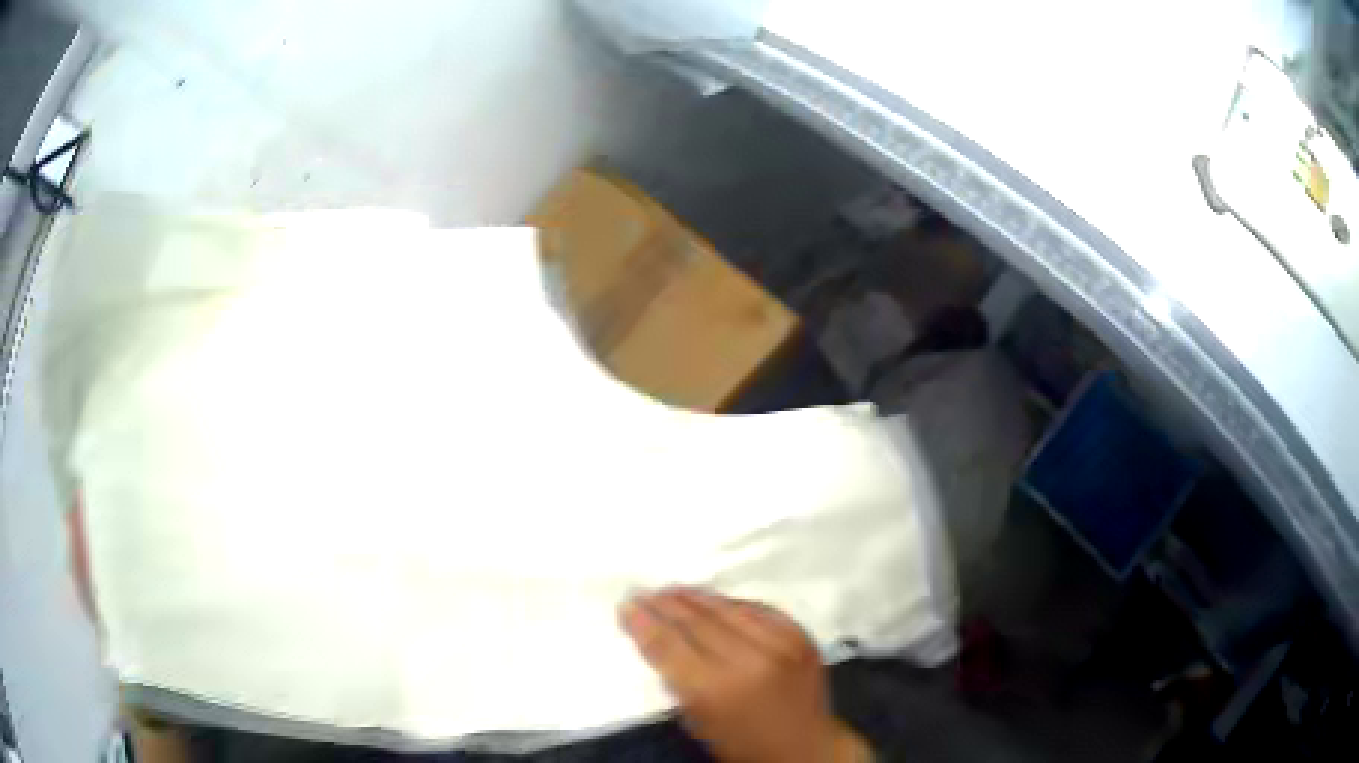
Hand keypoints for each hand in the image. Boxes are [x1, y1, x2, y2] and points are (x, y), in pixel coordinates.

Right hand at [620, 588, 870, 762]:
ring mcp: (780, 644)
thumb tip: (655, 637)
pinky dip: (731, 603)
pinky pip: (758, 609)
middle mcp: (749, 660)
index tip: (626, 606)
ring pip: (727, 608)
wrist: (805, 748)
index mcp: (716, 690)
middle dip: (665, 605)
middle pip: (696, 621)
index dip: (644, 622)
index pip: (670, 645)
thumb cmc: (742, 743)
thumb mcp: (697, 721)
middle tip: (643, 593)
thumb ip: (677, 679)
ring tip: (672, 590)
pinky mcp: (800, 635)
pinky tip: (714, 600)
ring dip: (695, 597)